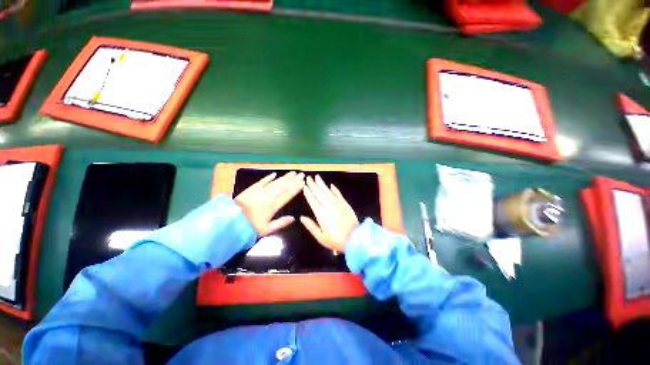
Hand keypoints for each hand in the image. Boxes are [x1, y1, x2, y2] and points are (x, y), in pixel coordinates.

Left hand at [235, 171, 304, 236]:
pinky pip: (262, 181)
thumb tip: (294, 218)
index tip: (303, 182)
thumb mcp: (267, 229)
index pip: (288, 195)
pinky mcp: (251, 189)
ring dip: (285, 177)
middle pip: (284, 186)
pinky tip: (275, 174)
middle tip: (301, 174)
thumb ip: (281, 223)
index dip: (296, 188)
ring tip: (293, 172)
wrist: (230, 221)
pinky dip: (269, 177)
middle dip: (294, 180)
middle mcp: (269, 196)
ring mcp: (260, 191)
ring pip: (275, 182)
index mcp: (273, 206)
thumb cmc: (250, 227)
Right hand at [300, 175, 358, 252]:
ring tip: (317, 177)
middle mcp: (329, 206)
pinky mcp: (345, 203)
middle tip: (308, 178)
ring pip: (328, 191)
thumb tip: (301, 217)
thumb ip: (311, 226)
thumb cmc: (336, 240)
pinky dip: (334, 189)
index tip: (304, 186)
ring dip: (322, 184)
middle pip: (319, 194)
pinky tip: (331, 184)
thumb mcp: (321, 237)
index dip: (308, 193)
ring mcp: (338, 204)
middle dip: (313, 185)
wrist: (355, 239)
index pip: (313, 201)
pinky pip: (338, 194)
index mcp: (321, 215)